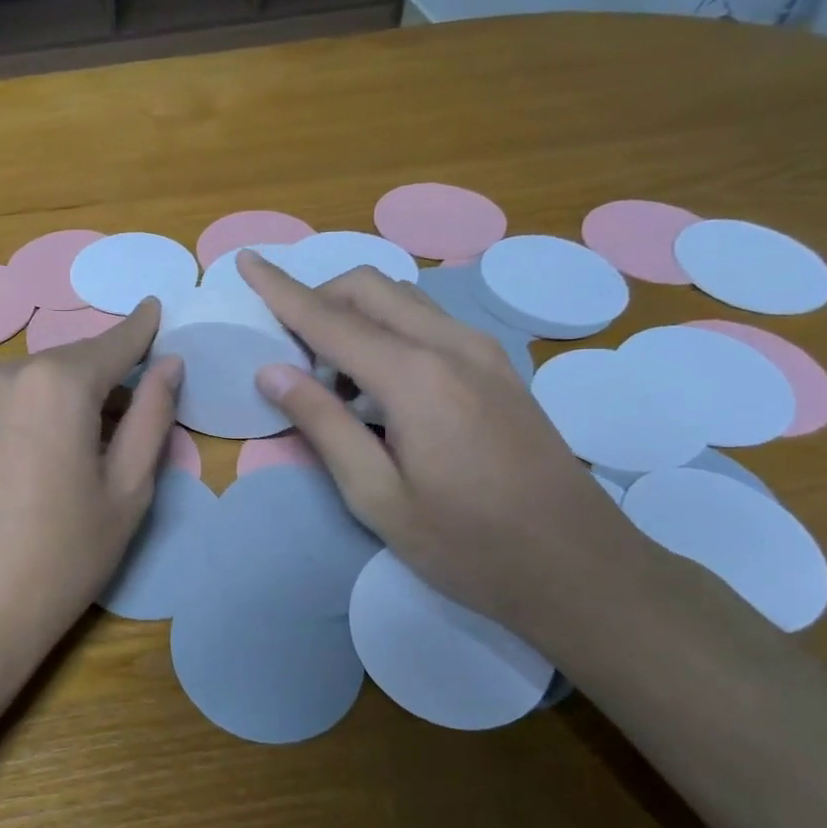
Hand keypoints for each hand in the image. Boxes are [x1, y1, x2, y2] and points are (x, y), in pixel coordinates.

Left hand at [0, 299, 183, 706]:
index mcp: (58, 381)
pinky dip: (50, 409)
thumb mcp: (127, 489)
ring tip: (104, 445)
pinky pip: (20, 397)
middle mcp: (11, 372)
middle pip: (79, 361)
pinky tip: (62, 452)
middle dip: (113, 376)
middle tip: (144, 410)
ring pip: (48, 380)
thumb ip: (152, 416)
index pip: (114, 342)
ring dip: (81, 397)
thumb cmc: (62, 556)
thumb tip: (169, 365)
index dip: (141, 329)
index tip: (158, 307)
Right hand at [237, 252, 656, 628]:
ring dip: (355, 316)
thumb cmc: (468, 545)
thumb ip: (323, 424)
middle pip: (369, 286)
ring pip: (401, 298)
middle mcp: (451, 344)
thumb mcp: (377, 496)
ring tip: (336, 382)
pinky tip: (381, 389)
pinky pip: (428, 321)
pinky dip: (388, 330)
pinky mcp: (498, 366)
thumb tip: (271, 371)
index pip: (329, 318)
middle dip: (318, 298)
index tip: (245, 260)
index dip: (280, 289)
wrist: (581, 566)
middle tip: (291, 354)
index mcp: (415, 377)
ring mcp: (483, 350)